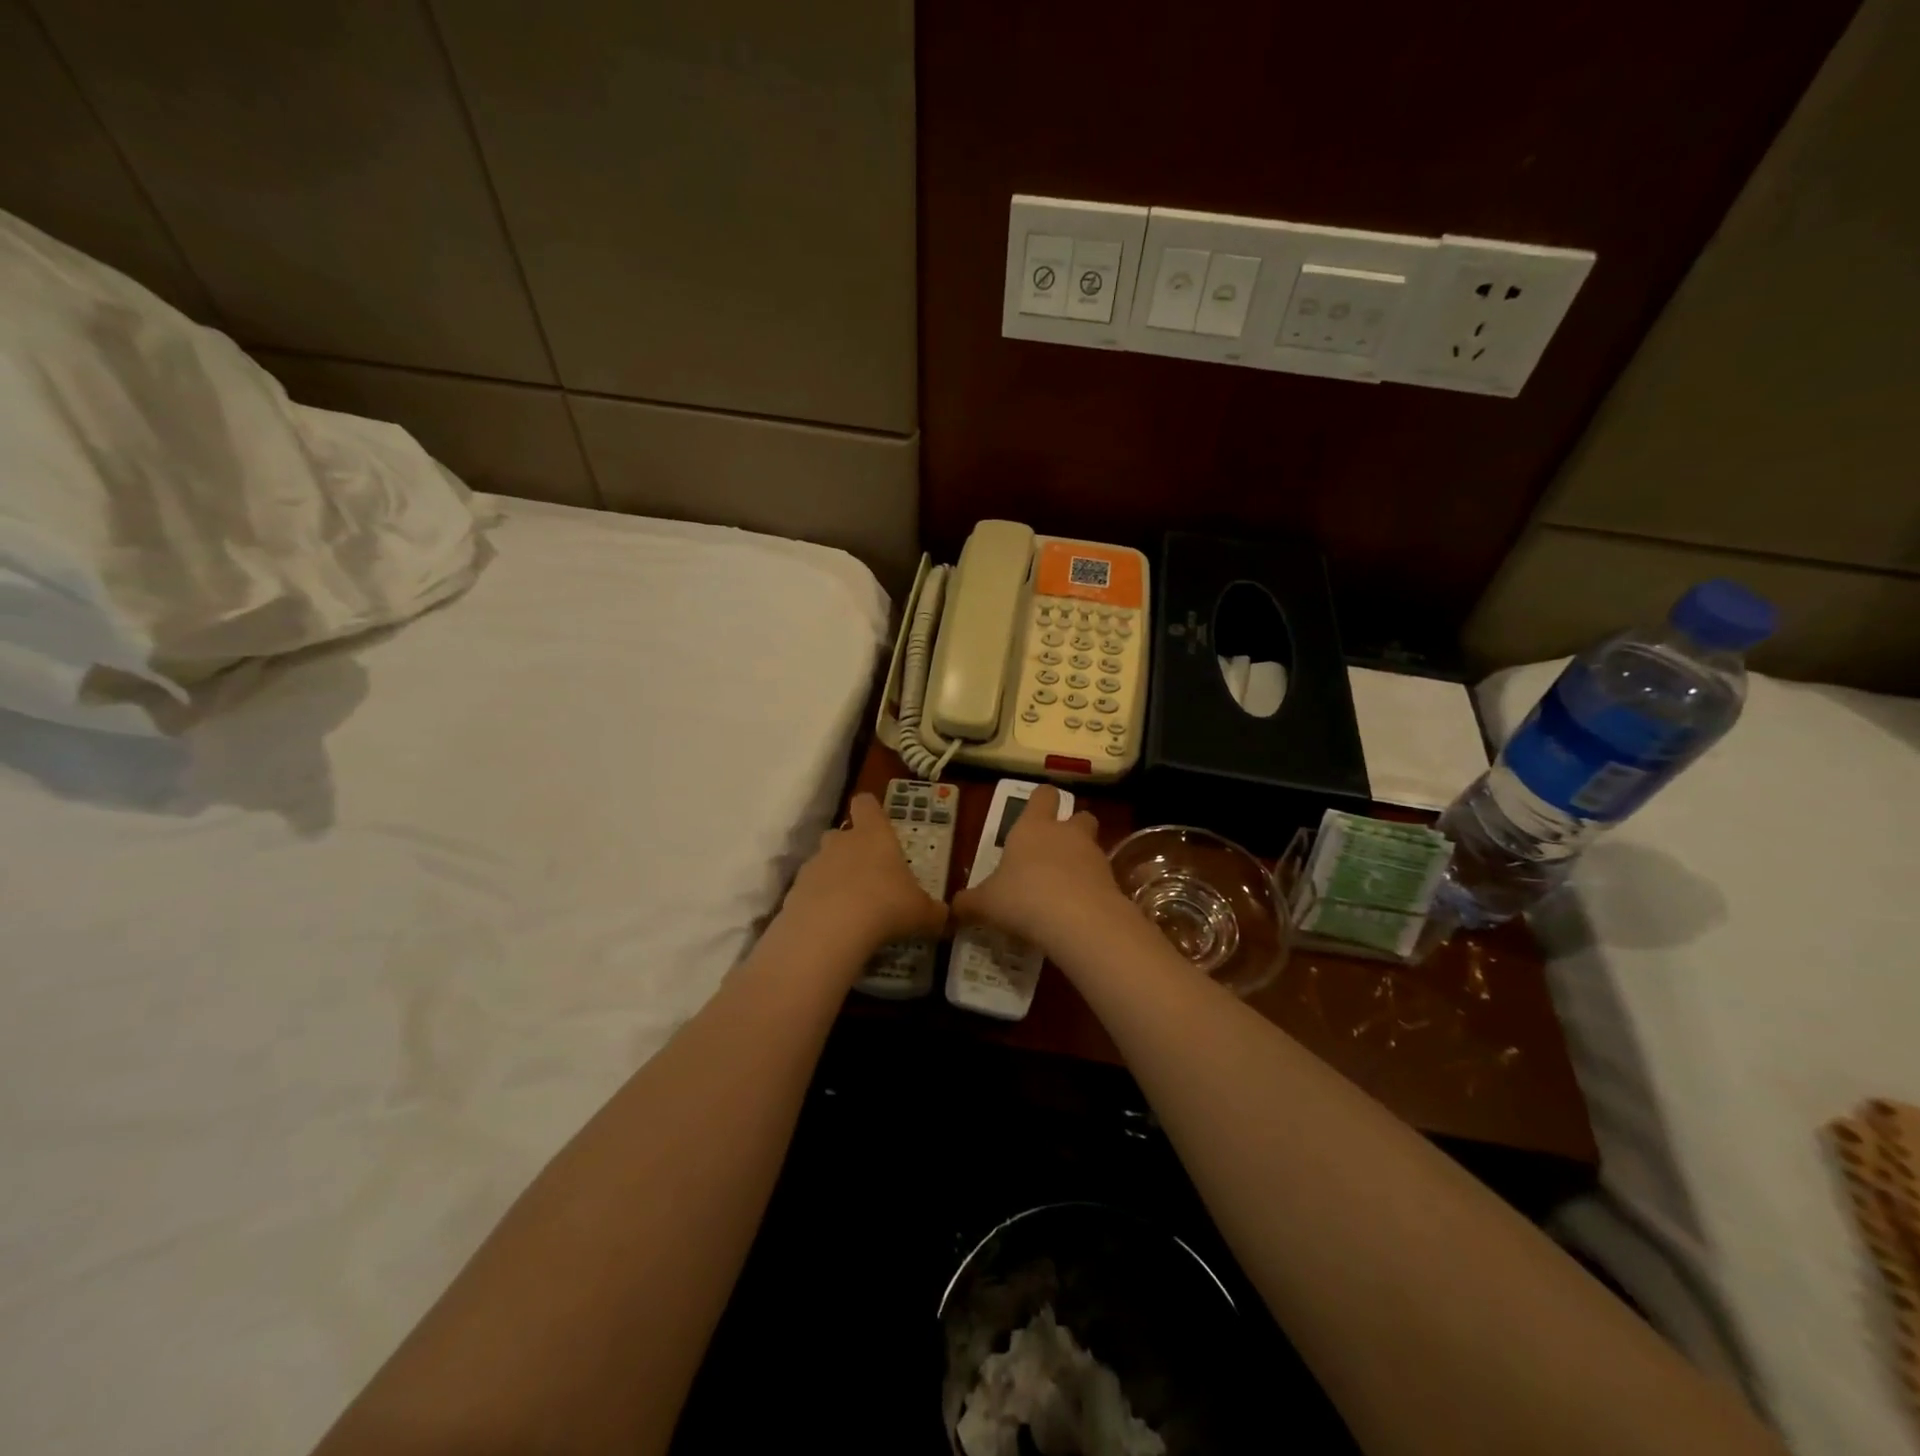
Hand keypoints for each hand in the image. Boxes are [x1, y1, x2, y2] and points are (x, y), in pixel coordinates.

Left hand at [780, 793, 946, 957]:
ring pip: (822, 862)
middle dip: (851, 849)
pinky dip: (818, 904)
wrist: (829, 931)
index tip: (878, 823)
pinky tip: (831, 926)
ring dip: (833, 878)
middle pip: (841, 833)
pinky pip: (808, 891)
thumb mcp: (922, 913)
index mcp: (874, 834)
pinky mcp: (793, 892)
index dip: (871, 810)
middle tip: (869, 875)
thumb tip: (946, 917)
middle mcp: (840, 841)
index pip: (867, 804)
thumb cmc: (886, 906)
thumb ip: (934, 912)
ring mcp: (813, 865)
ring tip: (850, 907)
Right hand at [952, 786, 1126, 951]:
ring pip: (1092, 846)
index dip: (1041, 801)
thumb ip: (969, 903)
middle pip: (1079, 816)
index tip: (1035, 812)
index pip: (1043, 795)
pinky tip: (1078, 910)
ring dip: (1082, 860)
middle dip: (1071, 828)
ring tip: (1064, 888)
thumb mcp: (986, 903)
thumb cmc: (1023, 898)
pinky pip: (1101, 878)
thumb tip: (952, 908)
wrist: (1079, 921)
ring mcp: (1094, 855)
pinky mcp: (1113, 881)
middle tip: (1054, 851)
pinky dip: (1092, 888)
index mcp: (1033, 826)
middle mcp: (1066, 833)